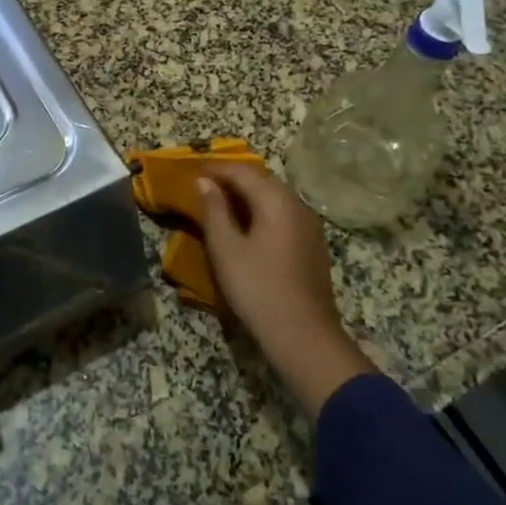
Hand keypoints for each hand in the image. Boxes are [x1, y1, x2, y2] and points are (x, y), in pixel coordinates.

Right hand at [198, 163, 374, 417]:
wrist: (304, 335)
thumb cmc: (258, 288)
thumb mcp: (226, 248)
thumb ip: (214, 210)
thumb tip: (204, 182)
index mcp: (276, 200)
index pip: (243, 171)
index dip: (216, 169)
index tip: (193, 172)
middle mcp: (297, 205)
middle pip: (262, 180)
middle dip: (233, 179)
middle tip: (206, 186)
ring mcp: (309, 225)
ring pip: (274, 197)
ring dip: (248, 195)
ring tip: (222, 205)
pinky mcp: (312, 244)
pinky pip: (283, 214)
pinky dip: (262, 211)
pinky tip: (248, 227)